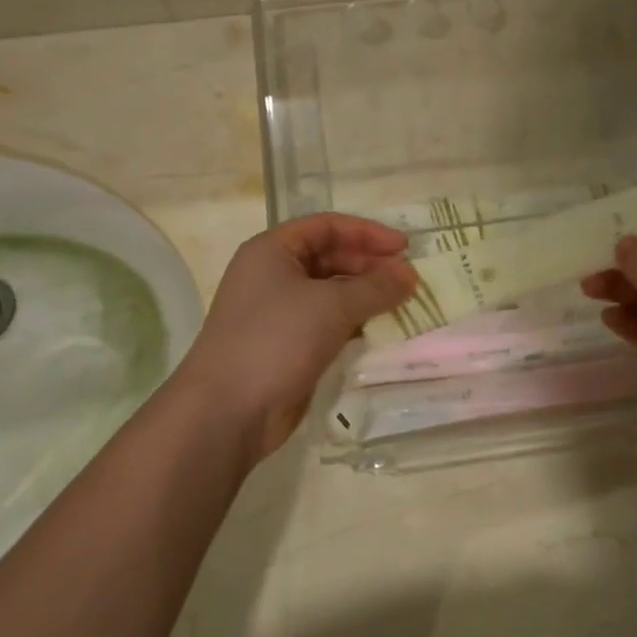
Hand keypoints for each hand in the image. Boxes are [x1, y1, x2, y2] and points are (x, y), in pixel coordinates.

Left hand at [177, 214, 414, 463]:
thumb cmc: (276, 340)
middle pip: (330, 257)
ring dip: (365, 295)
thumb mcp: (331, 306)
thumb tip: (410, 276)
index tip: (405, 247)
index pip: (328, 226)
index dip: (368, 233)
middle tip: (408, 280)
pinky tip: (379, 330)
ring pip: (331, 292)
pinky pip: (327, 323)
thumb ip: (375, 287)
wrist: (227, 411)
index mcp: (272, 250)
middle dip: (370, 265)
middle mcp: (273, 275)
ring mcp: (278, 312)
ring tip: (402, 304)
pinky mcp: (287, 345)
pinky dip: (354, 322)